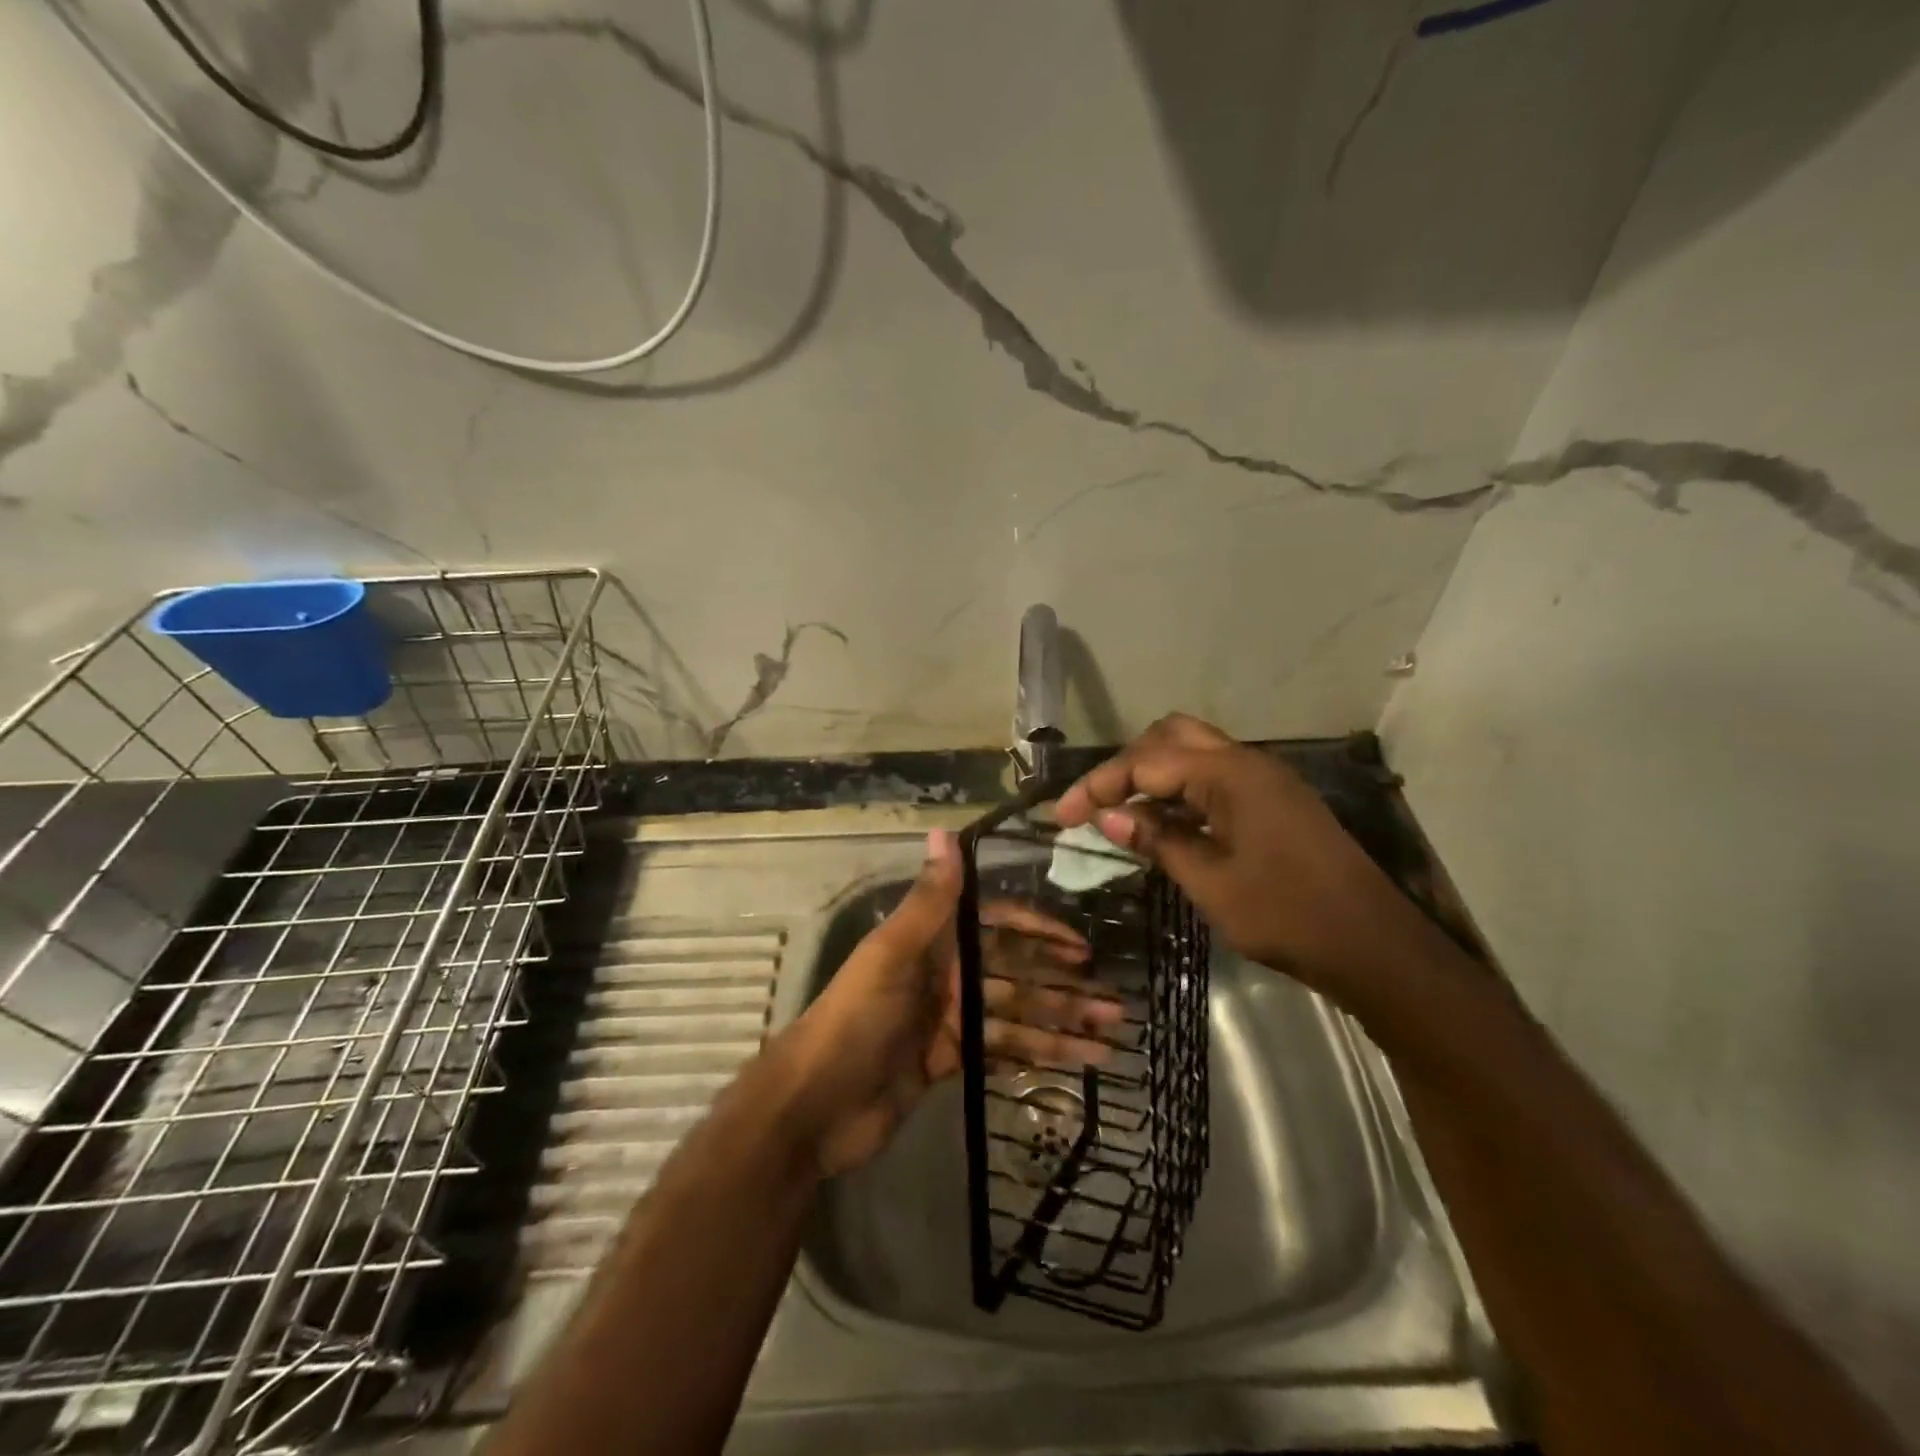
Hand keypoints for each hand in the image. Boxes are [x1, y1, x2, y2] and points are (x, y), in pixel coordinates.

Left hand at [775, 830, 1118, 1177]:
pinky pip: (1002, 1053)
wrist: (816, 1105)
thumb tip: (946, 831)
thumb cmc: (857, 1019)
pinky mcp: (950, 1062)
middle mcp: (945, 975)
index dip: (1038, 931)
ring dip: (1060, 1026)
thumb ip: (928, 899)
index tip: (1081, 946)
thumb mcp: (892, 954)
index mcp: (932, 943)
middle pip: (1014, 975)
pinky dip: (1037, 1057)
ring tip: (1109, 1038)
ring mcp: (948, 1021)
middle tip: (1114, 1003)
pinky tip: (1076, 1065)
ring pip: (1015, 1017)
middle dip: (1062, 987)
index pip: (997, 926)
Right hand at [1055, 714, 1435, 999]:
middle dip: (1126, 764)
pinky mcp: (1276, 801)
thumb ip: (1157, 841)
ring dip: (1154, 772)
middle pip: (1170, 737)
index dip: (1098, 786)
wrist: (1374, 947)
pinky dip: (1181, 789)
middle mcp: (1248, 763)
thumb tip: (1109, 816)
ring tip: (1122, 810)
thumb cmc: (1287, 916)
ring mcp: (1266, 780)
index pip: (1146, 762)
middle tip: (1096, 803)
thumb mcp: (1210, 883)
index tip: (1062, 816)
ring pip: (1195, 752)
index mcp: (1230, 775)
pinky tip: (1165, 822)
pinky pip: (1216, 777)